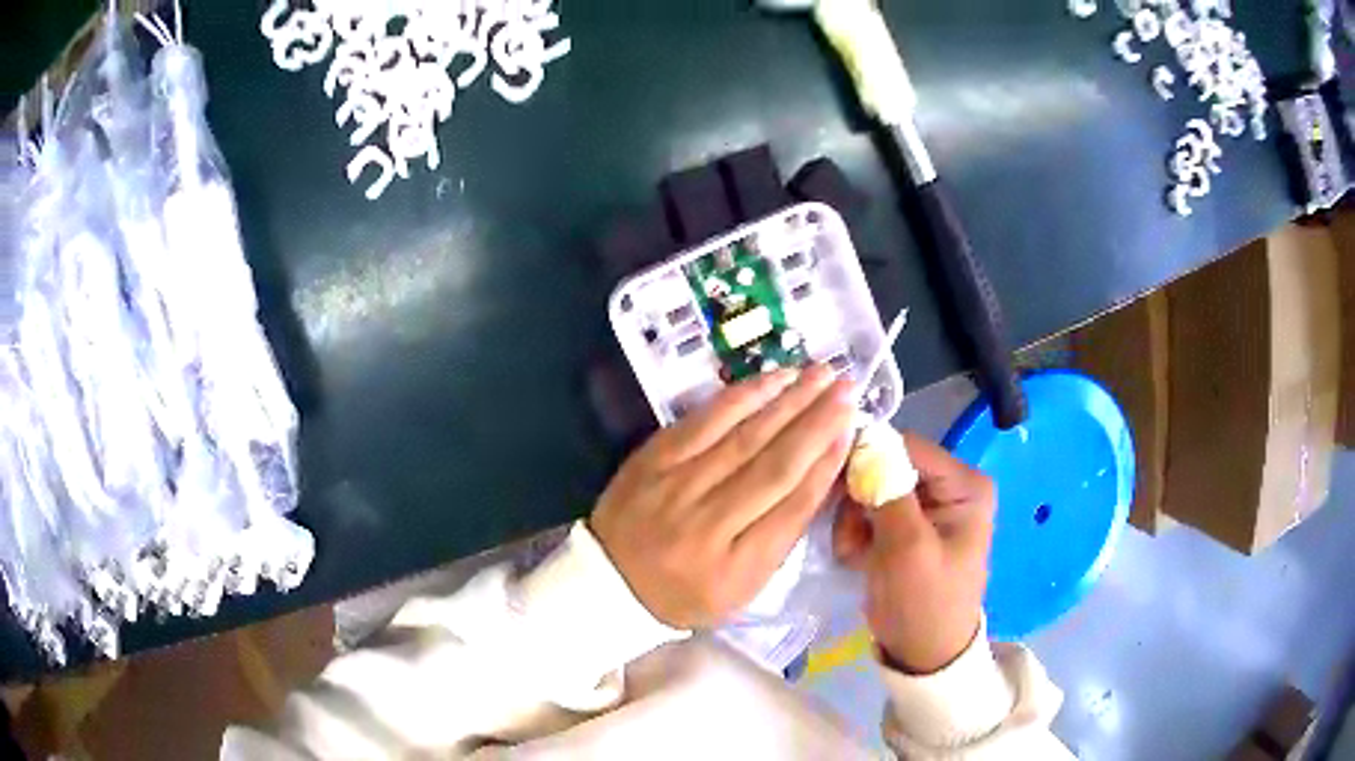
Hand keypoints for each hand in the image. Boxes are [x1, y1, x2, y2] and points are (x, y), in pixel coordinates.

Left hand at [590, 365, 855, 629]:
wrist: (611, 580)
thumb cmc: (685, 591)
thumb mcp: (741, 587)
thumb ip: (781, 536)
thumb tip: (821, 473)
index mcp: (734, 568)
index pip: (794, 507)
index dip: (827, 463)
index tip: (852, 427)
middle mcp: (708, 524)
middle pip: (775, 464)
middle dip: (818, 421)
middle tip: (848, 386)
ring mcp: (677, 485)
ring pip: (745, 435)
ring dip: (788, 400)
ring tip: (821, 374)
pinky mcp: (655, 457)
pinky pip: (706, 419)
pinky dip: (743, 395)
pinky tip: (772, 379)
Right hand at [833, 431, 994, 673]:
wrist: (922, 656)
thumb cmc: (925, 603)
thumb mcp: (908, 549)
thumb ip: (888, 492)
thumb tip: (864, 439)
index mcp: (964, 484)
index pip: (908, 447)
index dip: (869, 458)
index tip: (833, 484)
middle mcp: (948, 487)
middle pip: (887, 465)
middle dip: (860, 498)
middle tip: (847, 533)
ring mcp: (926, 508)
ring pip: (872, 489)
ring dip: (853, 519)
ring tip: (851, 552)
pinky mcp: (906, 527)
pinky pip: (869, 511)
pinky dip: (856, 532)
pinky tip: (856, 557)